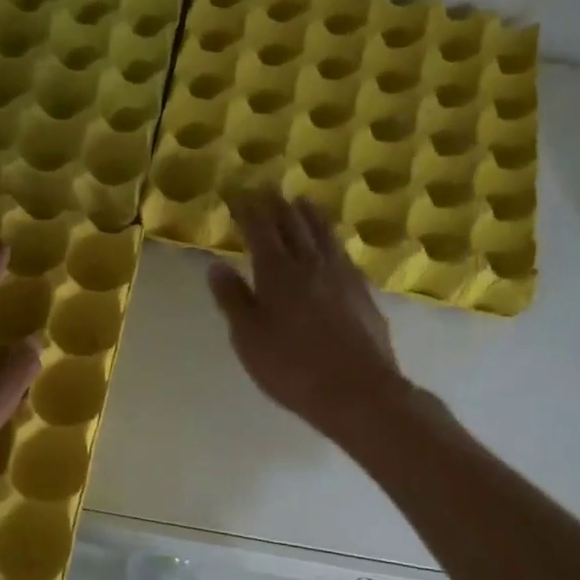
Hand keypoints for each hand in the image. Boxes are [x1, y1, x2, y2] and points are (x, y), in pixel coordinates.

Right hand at [207, 190, 408, 444]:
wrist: (358, 391)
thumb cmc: (293, 369)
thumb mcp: (249, 339)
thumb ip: (233, 300)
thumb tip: (216, 265)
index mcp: (278, 273)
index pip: (260, 229)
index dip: (248, 209)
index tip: (238, 194)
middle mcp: (311, 264)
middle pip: (293, 225)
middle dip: (276, 204)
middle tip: (266, 188)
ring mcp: (342, 276)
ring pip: (323, 234)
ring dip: (309, 214)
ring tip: (301, 201)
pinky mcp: (363, 292)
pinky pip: (342, 253)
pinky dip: (331, 239)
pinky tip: (332, 244)